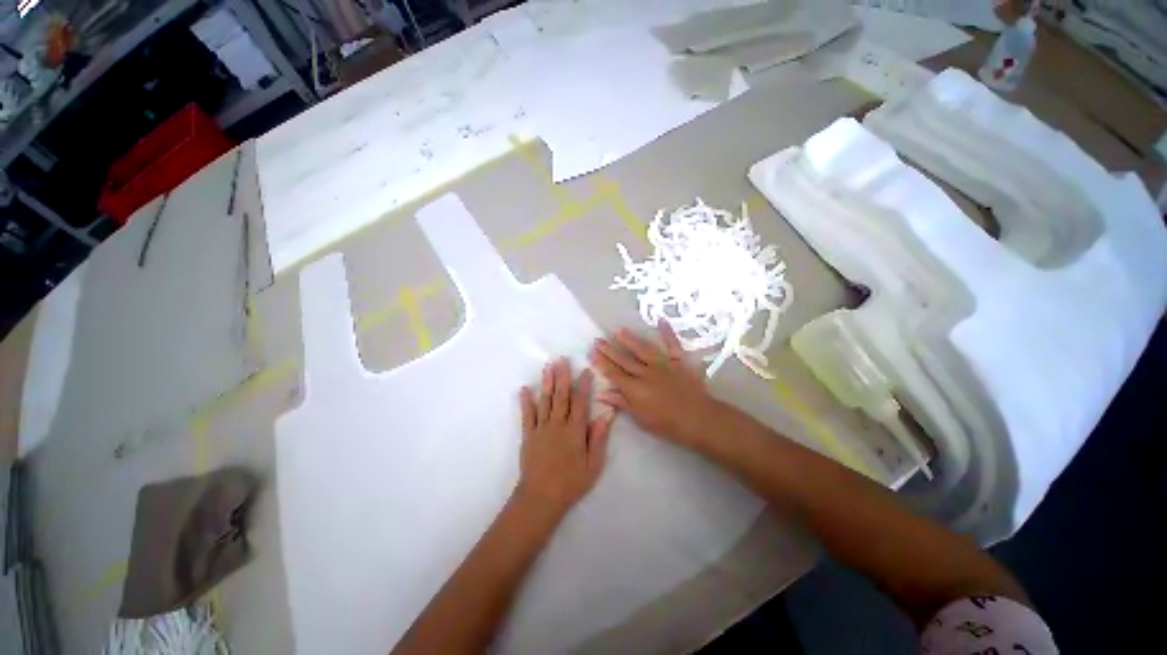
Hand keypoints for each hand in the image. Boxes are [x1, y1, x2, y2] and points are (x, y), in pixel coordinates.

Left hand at [515, 359, 615, 520]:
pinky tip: (524, 389)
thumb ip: (599, 437)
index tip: (586, 371)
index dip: (584, 385)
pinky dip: (526, 401)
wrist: (541, 498)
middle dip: (562, 376)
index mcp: (575, 430)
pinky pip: (527, 415)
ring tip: (548, 366)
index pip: (581, 402)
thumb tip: (608, 413)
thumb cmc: (571, 482)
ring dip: (546, 382)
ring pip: (545, 400)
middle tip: (562, 359)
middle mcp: (558, 424)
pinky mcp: (528, 435)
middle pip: (561, 396)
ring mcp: (541, 428)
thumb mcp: (593, 464)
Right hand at [590, 321, 721, 448]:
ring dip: (629, 339)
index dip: (601, 362)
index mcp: (635, 388)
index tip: (591, 352)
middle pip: (624, 359)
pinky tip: (661, 319)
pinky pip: (672, 344)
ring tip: (617, 330)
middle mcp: (645, 372)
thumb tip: (601, 392)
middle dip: (609, 349)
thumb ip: (622, 403)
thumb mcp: (641, 418)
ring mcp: (662, 364)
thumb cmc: (668, 423)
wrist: (698, 419)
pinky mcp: (678, 360)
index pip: (614, 373)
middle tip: (597, 339)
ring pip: (642, 348)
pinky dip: (667, 332)